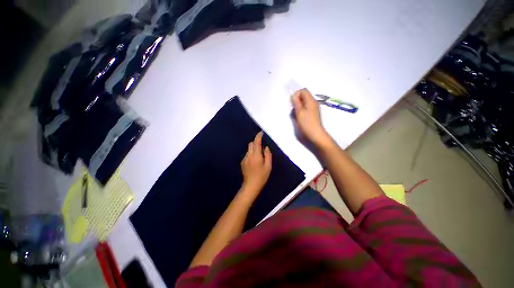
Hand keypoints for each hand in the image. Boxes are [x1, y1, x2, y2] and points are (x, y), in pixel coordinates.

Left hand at [240, 132, 271, 199]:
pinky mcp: (242, 162)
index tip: (260, 133)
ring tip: (258, 156)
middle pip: (251, 144)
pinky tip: (254, 162)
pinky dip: (251, 154)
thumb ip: (268, 155)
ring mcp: (244, 158)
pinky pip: (247, 154)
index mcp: (256, 155)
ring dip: (253, 149)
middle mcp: (249, 155)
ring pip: (249, 149)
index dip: (258, 136)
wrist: (251, 185)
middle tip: (262, 147)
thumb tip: (266, 147)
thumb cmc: (262, 176)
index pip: (256, 142)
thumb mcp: (268, 166)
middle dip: (256, 142)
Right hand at [291, 89, 330, 146]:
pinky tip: (299, 117)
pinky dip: (301, 110)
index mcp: (311, 100)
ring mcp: (314, 108)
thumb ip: (296, 102)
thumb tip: (293, 95)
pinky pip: (306, 108)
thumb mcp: (299, 112)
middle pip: (304, 96)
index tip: (293, 103)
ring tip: (296, 114)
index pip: (303, 90)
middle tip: (294, 109)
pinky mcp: (313, 113)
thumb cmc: (307, 123)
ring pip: (304, 102)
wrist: (316, 134)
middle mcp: (313, 102)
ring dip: (298, 106)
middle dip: (297, 100)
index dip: (296, 94)